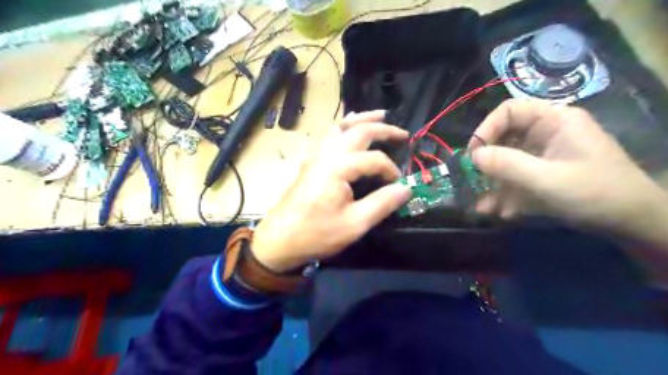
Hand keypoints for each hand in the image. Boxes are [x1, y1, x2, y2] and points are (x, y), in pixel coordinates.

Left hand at [250, 110, 408, 272]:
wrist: (280, 239)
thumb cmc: (317, 233)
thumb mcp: (355, 224)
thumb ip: (382, 203)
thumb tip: (406, 188)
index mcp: (339, 167)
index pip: (374, 159)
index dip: (391, 170)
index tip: (400, 185)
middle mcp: (327, 154)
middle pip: (358, 130)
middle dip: (382, 128)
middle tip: (402, 133)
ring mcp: (315, 156)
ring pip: (339, 127)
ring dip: (361, 120)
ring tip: (378, 115)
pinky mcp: (309, 162)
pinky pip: (327, 136)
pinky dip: (341, 127)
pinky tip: (345, 130)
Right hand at [469, 98, 666, 241]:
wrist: (632, 224)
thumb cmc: (596, 194)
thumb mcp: (548, 180)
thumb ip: (508, 165)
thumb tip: (473, 156)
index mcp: (554, 121)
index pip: (509, 111)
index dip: (487, 129)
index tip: (473, 154)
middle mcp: (547, 134)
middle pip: (504, 138)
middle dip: (488, 163)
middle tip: (474, 181)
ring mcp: (545, 155)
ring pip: (507, 162)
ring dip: (494, 185)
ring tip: (485, 208)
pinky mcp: (544, 174)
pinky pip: (517, 179)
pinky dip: (507, 195)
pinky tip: (503, 212)